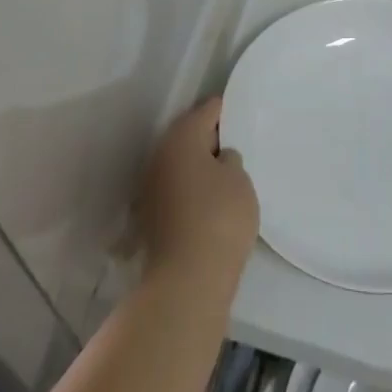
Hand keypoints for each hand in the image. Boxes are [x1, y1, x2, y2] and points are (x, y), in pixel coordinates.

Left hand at [137, 97, 258, 287]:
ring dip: (198, 165)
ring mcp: (150, 186)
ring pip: (179, 163)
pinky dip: (190, 188)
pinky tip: (209, 201)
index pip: (206, 111)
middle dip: (209, 138)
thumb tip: (218, 159)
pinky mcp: (150, 216)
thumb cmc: (219, 219)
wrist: (186, 281)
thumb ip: (231, 161)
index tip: (240, 113)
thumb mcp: (239, 181)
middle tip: (235, 144)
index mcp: (181, 138)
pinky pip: (175, 188)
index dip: (225, 110)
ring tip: (225, 175)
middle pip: (188, 136)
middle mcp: (159, 155)